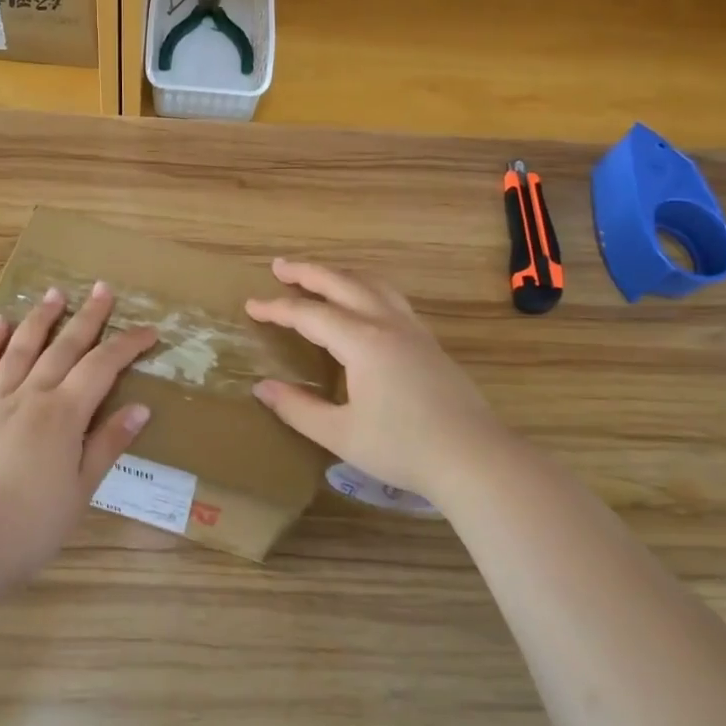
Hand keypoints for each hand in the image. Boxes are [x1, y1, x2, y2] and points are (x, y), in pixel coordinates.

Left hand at [0, 282, 158, 587]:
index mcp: (63, 415)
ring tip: (55, 293)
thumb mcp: (80, 490)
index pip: (102, 367)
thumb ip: (107, 445)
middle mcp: (29, 396)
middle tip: (103, 289)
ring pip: (19, 348)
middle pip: (63, 347)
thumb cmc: (30, 526)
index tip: (150, 331)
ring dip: (40, 319)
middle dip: (87, 317)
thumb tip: (139, 408)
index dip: (128, 345)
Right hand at [245, 259, 509, 510]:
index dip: (277, 308)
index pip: (310, 315)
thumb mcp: (340, 434)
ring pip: (372, 284)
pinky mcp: (429, 342)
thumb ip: (298, 408)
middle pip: (342, 283)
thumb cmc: (403, 448)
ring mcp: (413, 330)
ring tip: (319, 276)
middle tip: (279, 266)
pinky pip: (391, 298)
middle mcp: (387, 324)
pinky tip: (363, 304)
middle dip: (307, 272)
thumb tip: (262, 388)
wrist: (474, 458)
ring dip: (340, 274)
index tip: (251, 305)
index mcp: (362, 342)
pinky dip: (365, 288)